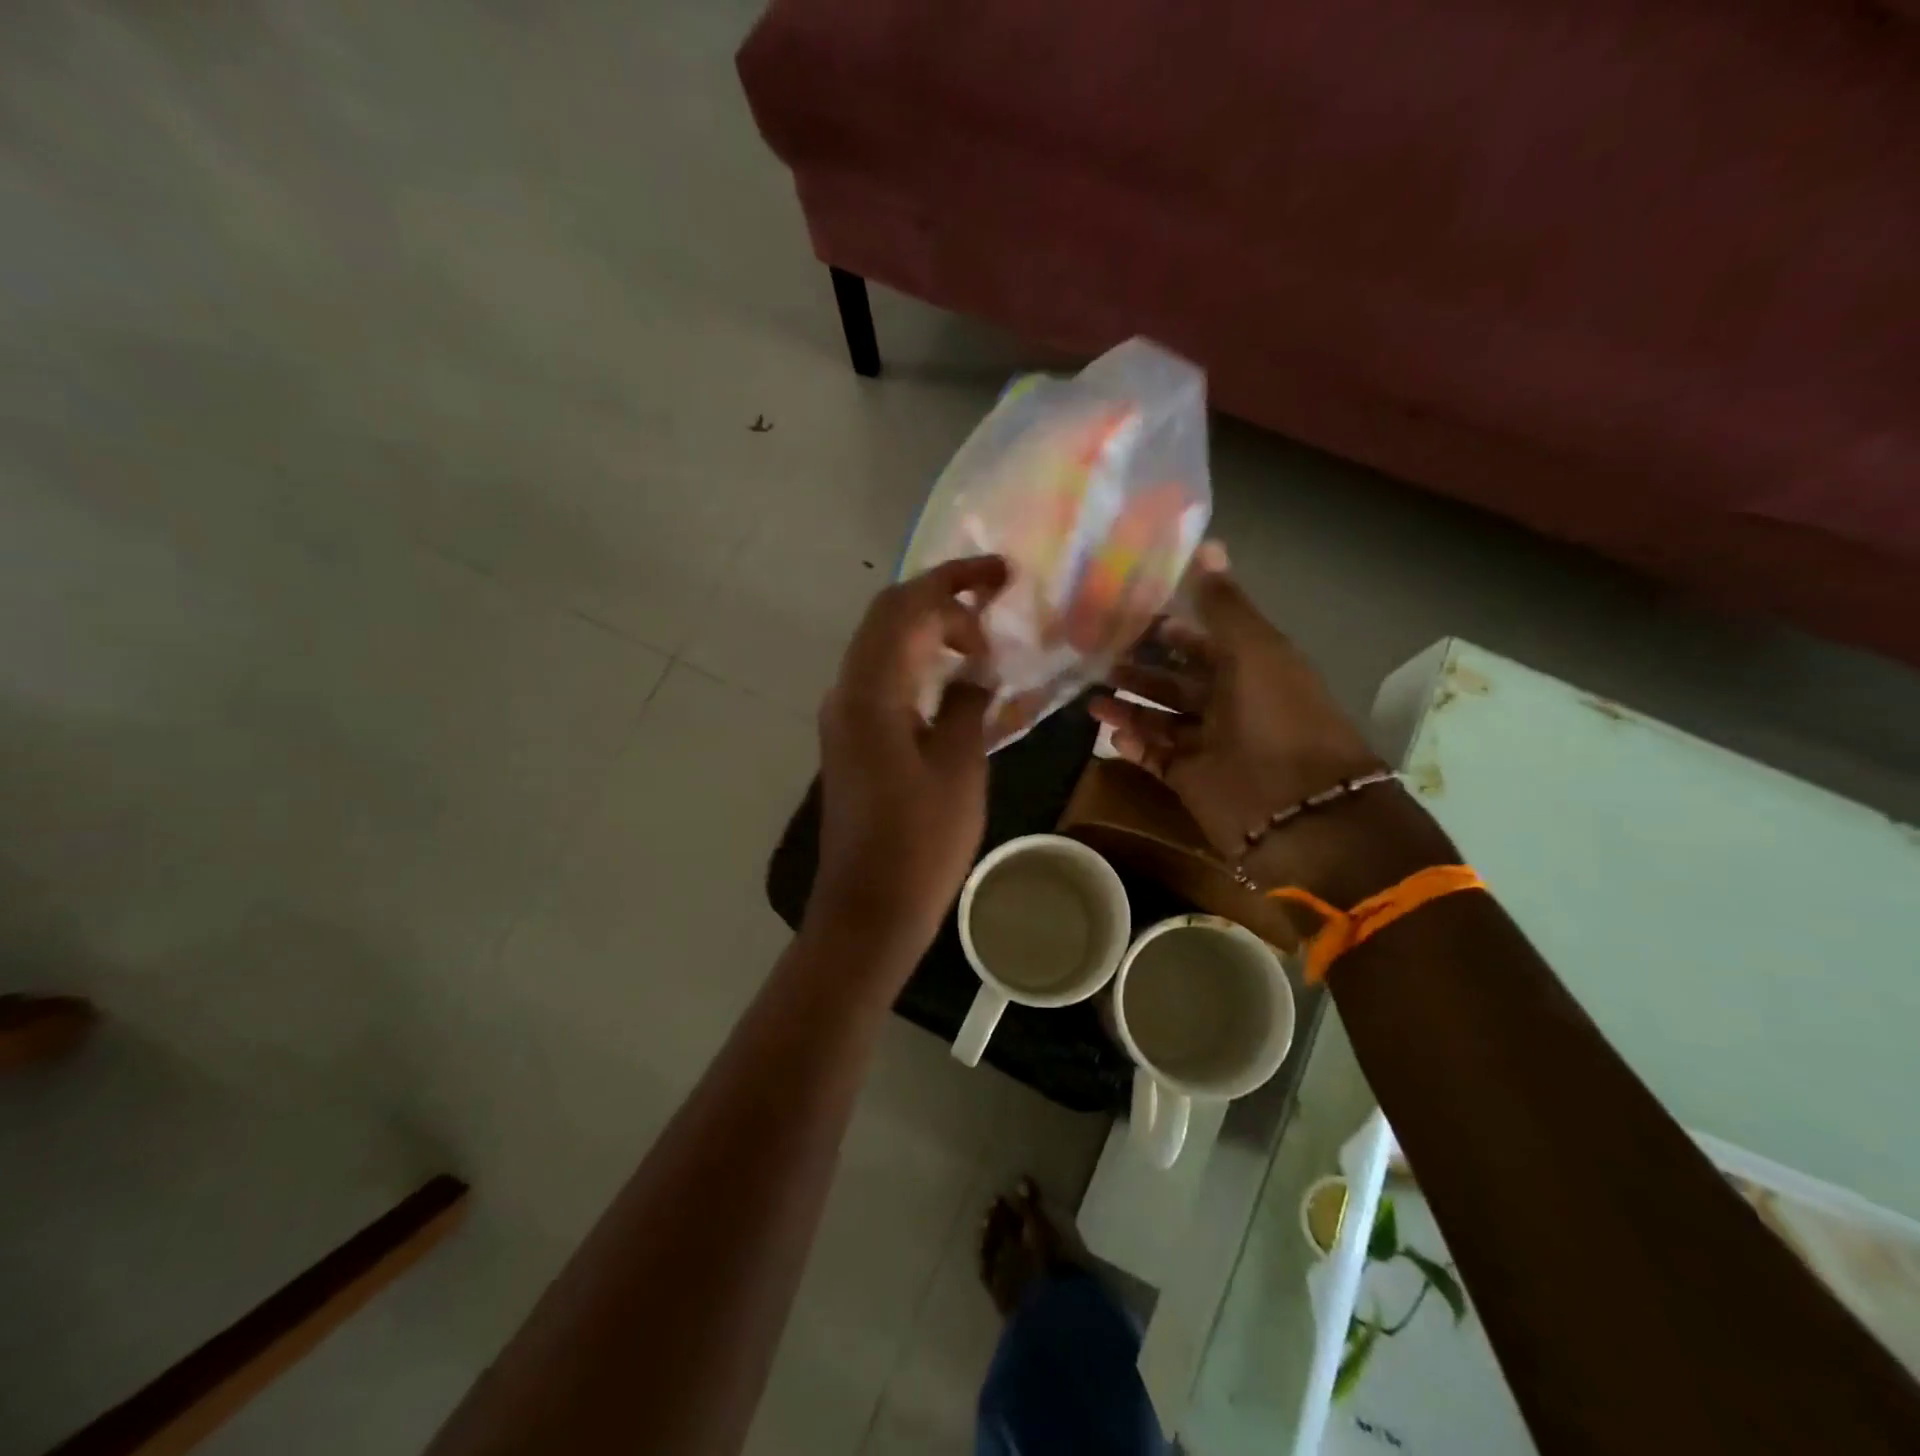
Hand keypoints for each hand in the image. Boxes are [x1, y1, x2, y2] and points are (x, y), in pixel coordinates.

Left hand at [811, 556, 1008, 965]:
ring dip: (928, 630)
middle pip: (888, 616)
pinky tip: (953, 678)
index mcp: (871, 692)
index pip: (907, 607)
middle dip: (941, 598)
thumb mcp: (960, 768)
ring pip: (883, 645)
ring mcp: (843, 716)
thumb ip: (969, 705)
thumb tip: (977, 672)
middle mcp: (847, 692)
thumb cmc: (920, 844)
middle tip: (995, 602)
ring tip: (981, 641)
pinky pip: (882, 678)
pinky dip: (917, 662)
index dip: (954, 580)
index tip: (1002, 575)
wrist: (869, 908)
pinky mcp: (849, 738)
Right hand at [1090, 543, 1382, 865]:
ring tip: (1089, 697)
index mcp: (1249, 668)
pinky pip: (1155, 757)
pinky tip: (1109, 732)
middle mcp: (1228, 704)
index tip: (1125, 616)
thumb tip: (1207, 543)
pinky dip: (1134, 745)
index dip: (1168, 629)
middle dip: (1139, 669)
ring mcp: (1208, 745)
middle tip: (1095, 657)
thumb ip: (1224, 604)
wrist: (1297, 809)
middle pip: (1174, 681)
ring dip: (1128, 706)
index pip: (1202, 642)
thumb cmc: (1278, 718)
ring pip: (1159, 719)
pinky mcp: (1190, 780)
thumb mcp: (1255, 650)